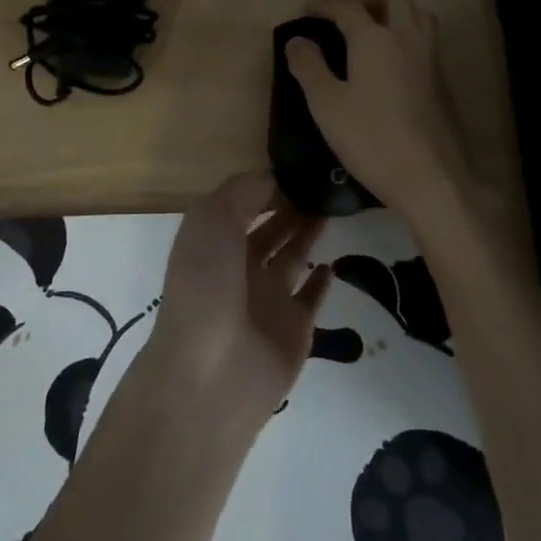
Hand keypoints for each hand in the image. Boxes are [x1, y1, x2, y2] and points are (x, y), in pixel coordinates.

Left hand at [146, 172, 333, 425]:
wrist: (211, 373)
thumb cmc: (206, 284)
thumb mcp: (212, 220)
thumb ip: (243, 193)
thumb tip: (273, 179)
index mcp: (214, 240)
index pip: (243, 204)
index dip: (267, 186)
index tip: (300, 167)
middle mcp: (239, 267)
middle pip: (270, 230)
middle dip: (291, 208)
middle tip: (325, 186)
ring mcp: (267, 300)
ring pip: (293, 258)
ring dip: (308, 235)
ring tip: (331, 210)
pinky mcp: (294, 329)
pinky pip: (311, 298)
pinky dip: (322, 281)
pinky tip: (334, 264)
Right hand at [285, 0, 487, 233]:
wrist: (431, 177)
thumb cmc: (371, 139)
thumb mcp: (326, 105)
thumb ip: (308, 67)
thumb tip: (296, 40)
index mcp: (375, 39)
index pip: (347, 7)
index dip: (324, 4)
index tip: (306, 9)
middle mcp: (407, 38)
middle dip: (366, 0)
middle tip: (345, 19)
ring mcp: (431, 58)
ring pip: (418, 15)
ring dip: (394, 14)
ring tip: (372, 34)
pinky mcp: (443, 81)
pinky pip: (426, 40)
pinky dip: (407, 37)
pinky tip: (391, 65)